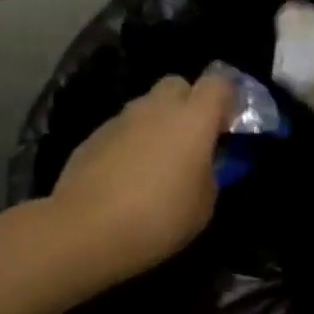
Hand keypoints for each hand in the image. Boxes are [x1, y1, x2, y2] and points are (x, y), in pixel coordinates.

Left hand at [51, 72, 234, 284]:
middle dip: (189, 104)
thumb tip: (202, 164)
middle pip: (178, 85)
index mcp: (193, 118)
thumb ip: (210, 174)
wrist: (86, 230)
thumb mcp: (204, 205)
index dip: (227, 100)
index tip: (228, 127)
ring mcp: (121, 119)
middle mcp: (156, 108)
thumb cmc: (158, 217)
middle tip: (192, 141)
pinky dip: (131, 143)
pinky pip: (123, 129)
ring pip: (147, 107)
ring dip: (157, 124)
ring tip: (157, 164)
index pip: (219, 83)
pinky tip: (127, 177)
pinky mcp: (93, 136)